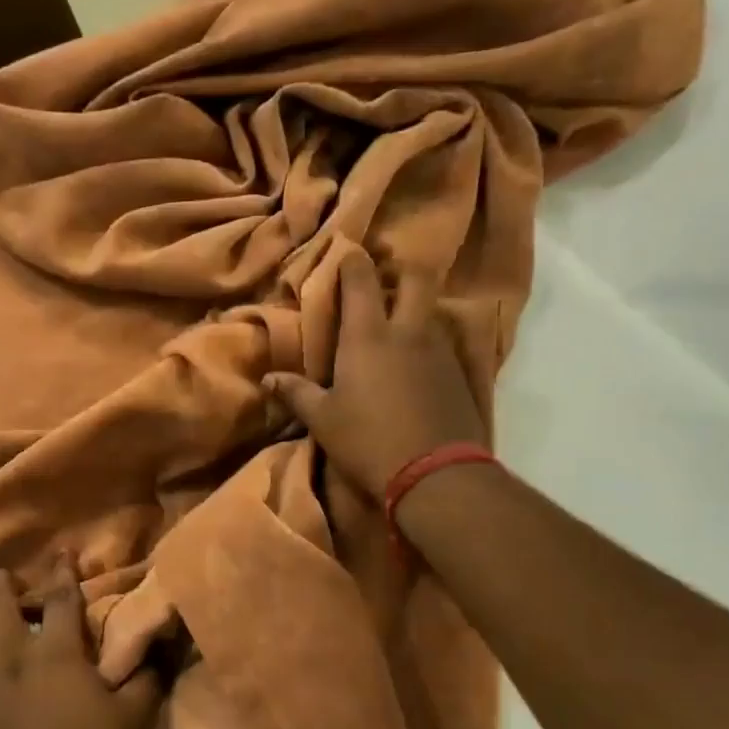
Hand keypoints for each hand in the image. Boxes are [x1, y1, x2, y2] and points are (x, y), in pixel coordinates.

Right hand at [262, 248, 489, 500]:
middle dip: (398, 271)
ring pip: (430, 310)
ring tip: (395, 325)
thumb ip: (296, 393)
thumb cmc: (368, 441)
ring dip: (413, 308)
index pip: (361, 279)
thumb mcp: (323, 420)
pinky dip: (427, 341)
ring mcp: (439, 350)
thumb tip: (268, 379)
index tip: (345, 254)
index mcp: (368, 336)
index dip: (352, 260)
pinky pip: (443, 342)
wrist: (436, 474)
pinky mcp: (460, 373)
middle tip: (380, 283)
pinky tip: (416, 363)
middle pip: (414, 278)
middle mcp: (408, 332)